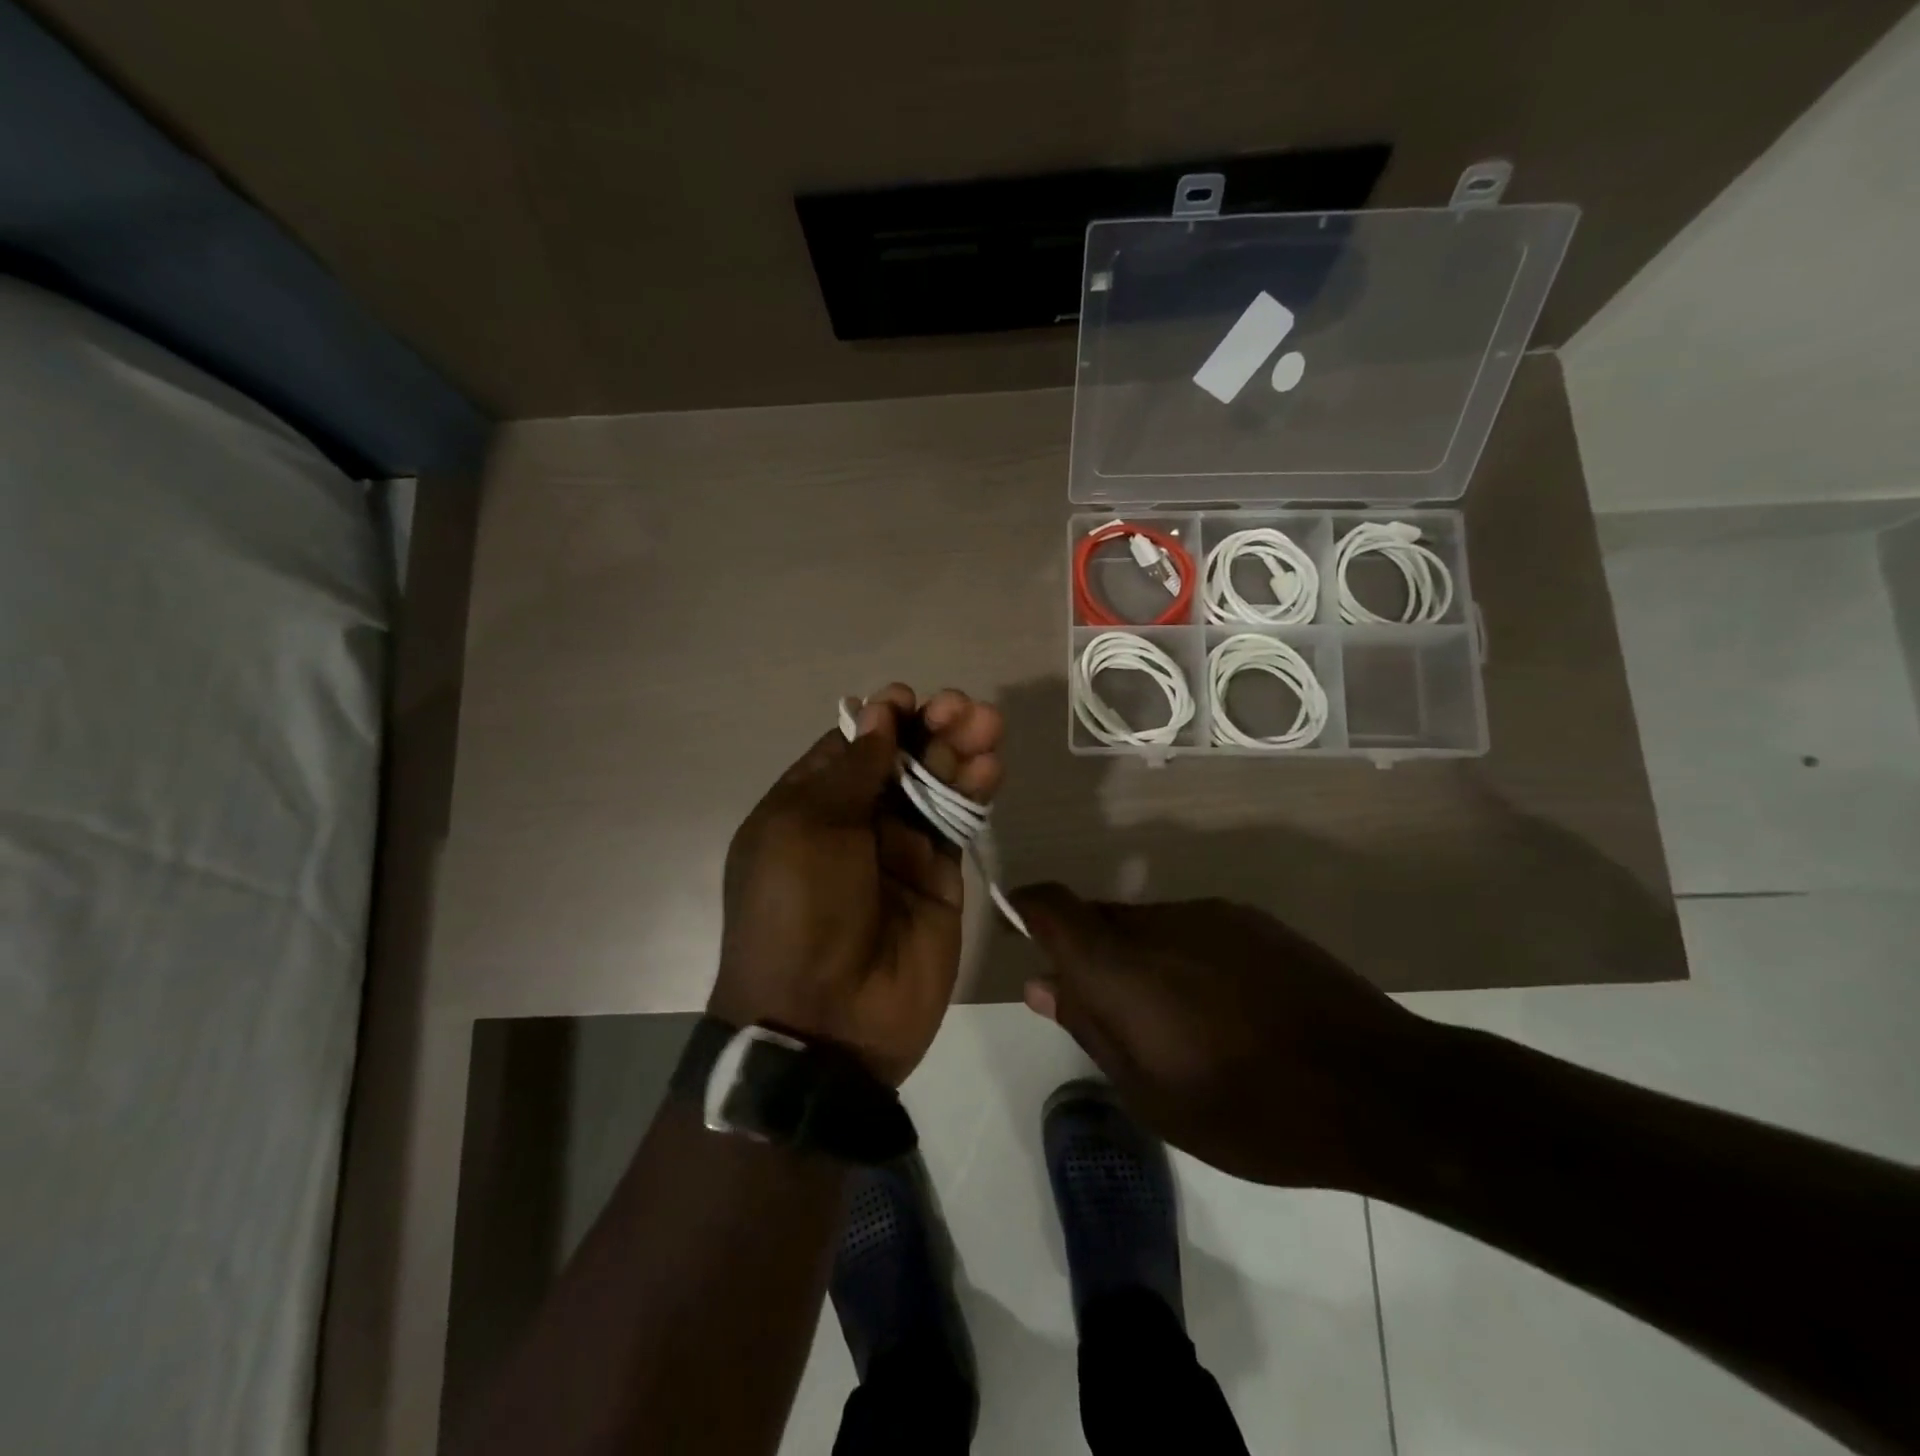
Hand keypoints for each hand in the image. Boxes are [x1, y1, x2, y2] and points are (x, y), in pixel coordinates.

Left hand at [711, 685, 1004, 1085]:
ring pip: (936, 784)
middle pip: (900, 759)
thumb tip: (878, 715)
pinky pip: (959, 824)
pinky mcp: (941, 878)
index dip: (882, 719)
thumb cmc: (798, 911)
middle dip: (931, 727)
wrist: (826, 1021)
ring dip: (960, 750)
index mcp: (809, 805)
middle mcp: (855, 822)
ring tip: (988, 725)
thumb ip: (851, 771)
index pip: (852, 747)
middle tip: (963, 708)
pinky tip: (990, 767)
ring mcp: (900, 850)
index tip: (909, 700)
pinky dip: (975, 791)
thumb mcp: (806, 829)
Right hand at [1011, 885, 1432, 1190]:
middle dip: (1088, 952)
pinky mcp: (1251, 919)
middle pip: (1098, 917)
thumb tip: (1039, 984)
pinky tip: (1222, 1005)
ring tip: (1175, 1020)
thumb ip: (1088, 1028)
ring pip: (1146, 923)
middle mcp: (1158, 922)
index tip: (1020, 929)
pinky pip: (1191, 926)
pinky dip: (1182, 955)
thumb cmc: (1249, 1110)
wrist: (1377, 1088)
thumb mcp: (1151, 1094)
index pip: (1052, 906)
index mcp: (1121, 966)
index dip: (1027, 907)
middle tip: (1108, 1011)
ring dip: (1139, 958)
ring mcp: (1210, 914)